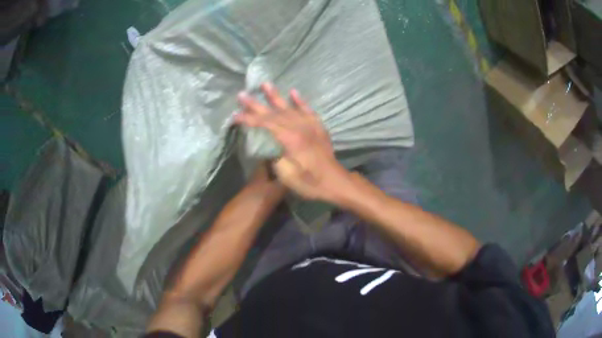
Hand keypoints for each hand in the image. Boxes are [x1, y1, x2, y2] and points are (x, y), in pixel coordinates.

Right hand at [235, 83, 350, 201]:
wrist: (335, 182)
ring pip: (289, 107)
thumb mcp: (287, 176)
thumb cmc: (310, 182)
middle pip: (274, 112)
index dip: (249, 119)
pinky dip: (300, 101)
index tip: (235, 115)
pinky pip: (308, 110)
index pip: (265, 124)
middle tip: (242, 94)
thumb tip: (270, 148)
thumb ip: (275, 158)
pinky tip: (293, 92)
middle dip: (256, 104)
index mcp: (290, 139)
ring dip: (276, 96)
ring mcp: (310, 125)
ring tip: (265, 84)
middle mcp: (299, 127)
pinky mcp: (318, 127)